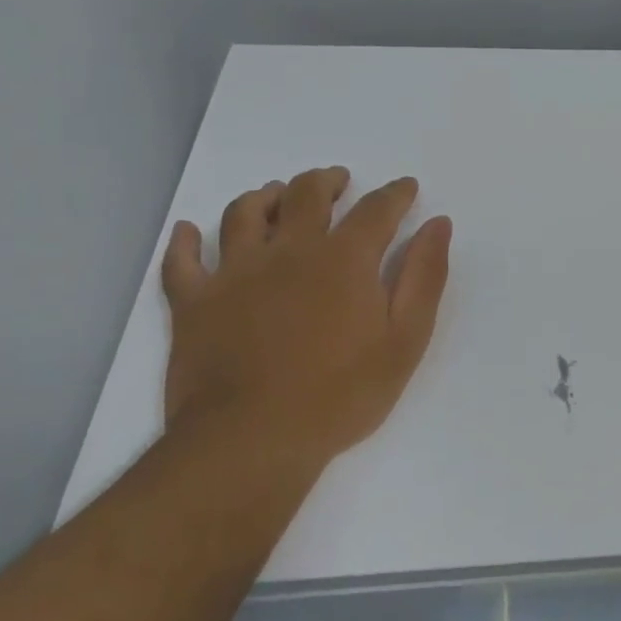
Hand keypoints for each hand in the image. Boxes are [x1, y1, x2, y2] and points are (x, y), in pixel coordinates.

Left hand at [159, 169, 451, 468]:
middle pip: (306, 195)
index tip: (406, 187)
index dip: (395, 194)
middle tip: (338, 181)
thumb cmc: (341, 394)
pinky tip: (190, 232)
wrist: (253, 439)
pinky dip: (185, 241)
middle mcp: (288, 251)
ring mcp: (234, 273)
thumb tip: (438, 224)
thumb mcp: (405, 340)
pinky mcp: (193, 303)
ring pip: (244, 214)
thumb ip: (423, 277)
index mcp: (344, 259)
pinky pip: (182, 261)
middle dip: (327, 181)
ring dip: (264, 197)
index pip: (376, 210)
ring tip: (276, 195)